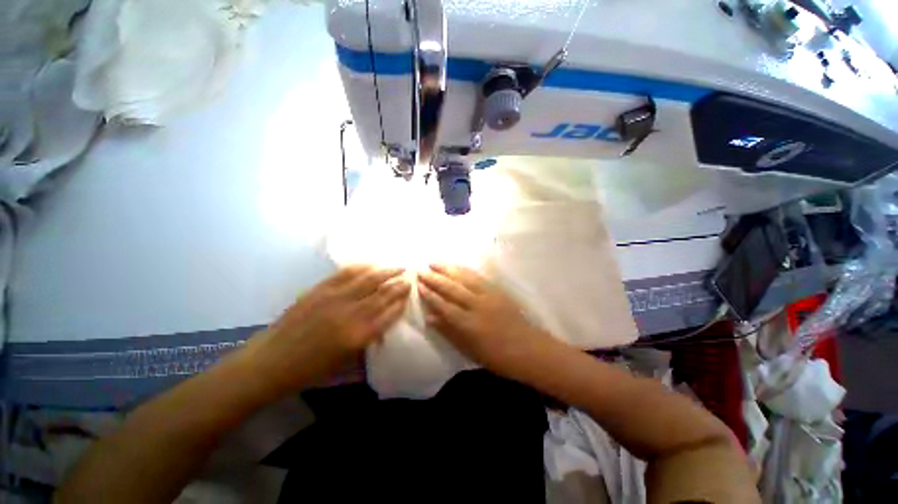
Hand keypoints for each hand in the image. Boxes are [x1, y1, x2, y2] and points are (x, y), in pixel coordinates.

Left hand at [245, 266, 409, 396]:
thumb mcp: (345, 359)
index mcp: (358, 335)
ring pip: (368, 279)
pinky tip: (372, 264)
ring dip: (386, 271)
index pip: (389, 313)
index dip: (402, 301)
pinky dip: (362, 267)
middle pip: (383, 294)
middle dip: (399, 284)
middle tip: (409, 277)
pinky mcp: (320, 289)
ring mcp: (334, 298)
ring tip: (397, 266)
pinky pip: (346, 273)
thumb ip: (368, 337)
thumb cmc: (310, 369)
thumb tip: (383, 320)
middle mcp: (351, 314)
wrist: (271, 361)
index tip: (410, 293)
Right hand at [417, 264, 550, 374]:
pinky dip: (464, 270)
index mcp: (469, 324)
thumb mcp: (469, 350)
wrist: (529, 349)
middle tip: (420, 271)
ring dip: (448, 269)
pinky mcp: (497, 290)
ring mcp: (488, 295)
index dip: (430, 295)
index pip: (444, 305)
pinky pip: (477, 277)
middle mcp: (477, 305)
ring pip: (464, 278)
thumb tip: (429, 317)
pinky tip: (456, 266)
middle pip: (452, 288)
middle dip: (435, 278)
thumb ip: (449, 331)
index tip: (418, 285)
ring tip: (434, 263)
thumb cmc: (497, 356)